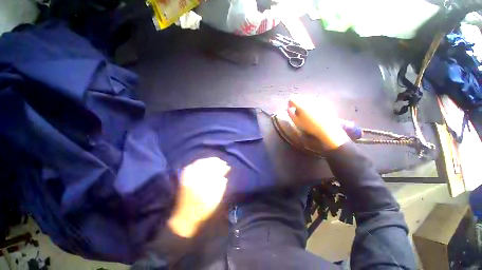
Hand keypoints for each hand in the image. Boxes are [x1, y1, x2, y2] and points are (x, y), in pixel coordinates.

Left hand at [168, 157, 229, 237]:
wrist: (184, 217)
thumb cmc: (202, 210)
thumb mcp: (214, 201)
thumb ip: (220, 187)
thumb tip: (224, 177)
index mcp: (203, 183)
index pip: (214, 170)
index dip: (222, 167)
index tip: (227, 167)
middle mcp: (195, 177)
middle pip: (207, 164)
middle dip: (217, 162)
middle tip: (223, 162)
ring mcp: (188, 176)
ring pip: (200, 163)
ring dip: (209, 160)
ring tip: (216, 161)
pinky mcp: (184, 177)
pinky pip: (192, 165)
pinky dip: (200, 162)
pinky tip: (205, 162)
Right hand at [287, 95, 349, 149]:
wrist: (327, 129)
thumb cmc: (310, 126)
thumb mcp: (297, 122)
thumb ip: (290, 114)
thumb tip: (288, 109)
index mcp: (301, 104)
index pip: (292, 98)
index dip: (290, 104)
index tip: (291, 109)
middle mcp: (309, 99)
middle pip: (300, 97)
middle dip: (297, 103)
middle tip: (298, 111)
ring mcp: (318, 99)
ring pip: (308, 98)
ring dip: (305, 103)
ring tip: (307, 112)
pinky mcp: (325, 101)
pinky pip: (315, 100)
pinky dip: (313, 104)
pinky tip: (315, 112)